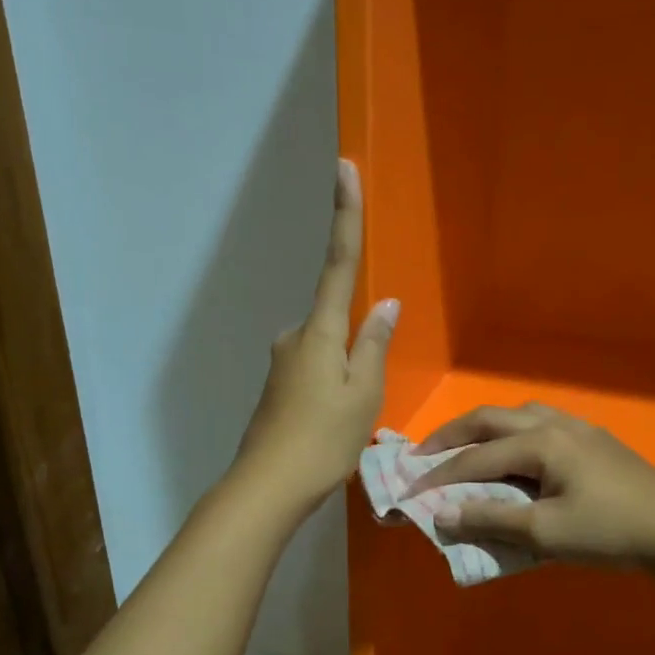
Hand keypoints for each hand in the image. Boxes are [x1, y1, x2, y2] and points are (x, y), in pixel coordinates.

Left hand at [232, 159, 397, 515]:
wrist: (268, 486)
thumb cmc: (323, 440)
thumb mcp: (363, 394)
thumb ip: (374, 345)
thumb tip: (386, 304)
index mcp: (320, 331)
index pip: (338, 262)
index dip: (344, 215)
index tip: (344, 168)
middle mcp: (295, 336)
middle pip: (336, 319)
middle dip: (357, 346)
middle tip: (361, 402)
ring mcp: (282, 361)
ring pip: (327, 350)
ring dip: (345, 374)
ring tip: (346, 423)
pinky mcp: (277, 385)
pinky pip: (315, 370)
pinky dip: (331, 387)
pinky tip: (331, 424)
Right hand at [410, 403, 654, 569]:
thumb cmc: (608, 531)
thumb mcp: (544, 532)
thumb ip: (491, 519)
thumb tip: (443, 515)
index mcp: (540, 442)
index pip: (476, 457)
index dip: (439, 475)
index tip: (410, 490)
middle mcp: (555, 424)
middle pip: (491, 419)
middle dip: (452, 435)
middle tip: (423, 453)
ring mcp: (579, 429)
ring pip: (519, 414)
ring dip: (486, 428)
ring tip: (467, 448)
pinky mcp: (596, 440)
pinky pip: (542, 423)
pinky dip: (514, 433)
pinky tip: (518, 453)